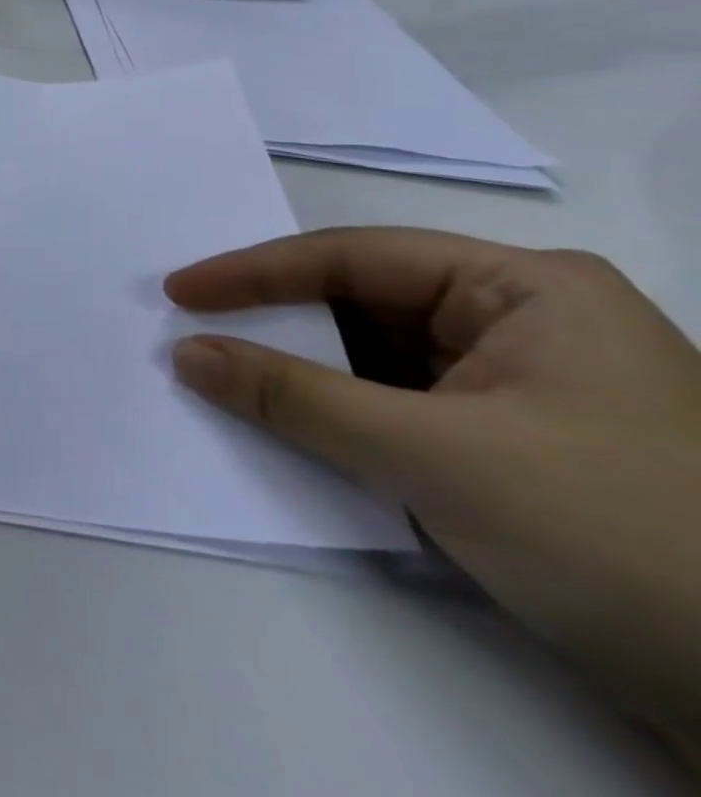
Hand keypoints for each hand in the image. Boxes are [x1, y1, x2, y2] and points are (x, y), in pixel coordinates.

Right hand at [166, 230, 700, 761]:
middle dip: (277, 322)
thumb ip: (295, 397)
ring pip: (375, 359)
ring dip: (302, 373)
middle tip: (192, 330)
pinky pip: (396, 407)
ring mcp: (521, 387)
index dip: (256, 272)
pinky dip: (338, 416)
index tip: (179, 291)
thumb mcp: (436, 457)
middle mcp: (523, 323)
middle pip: (363, 304)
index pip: (356, 259)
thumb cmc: (620, 539)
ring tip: (222, 374)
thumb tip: (184, 354)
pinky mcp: (512, 447)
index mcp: (526, 290)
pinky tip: (287, 425)